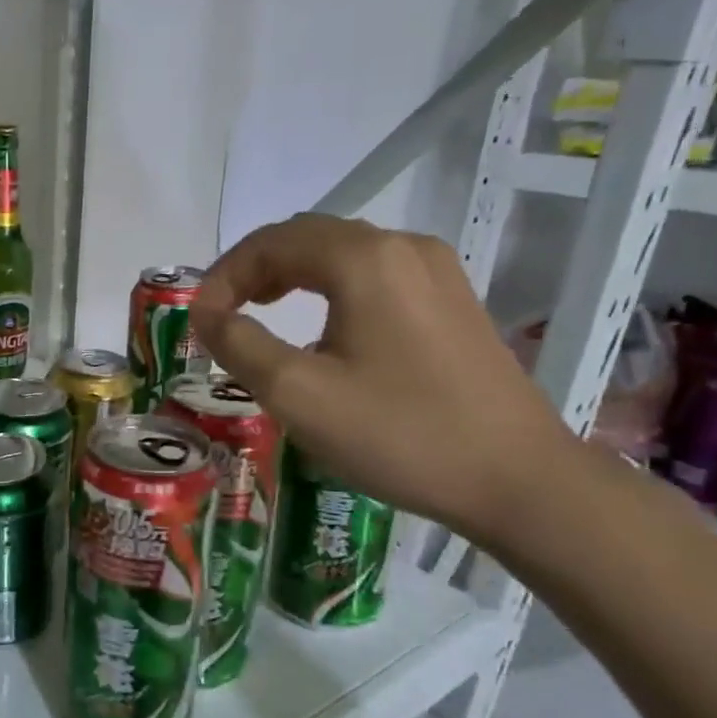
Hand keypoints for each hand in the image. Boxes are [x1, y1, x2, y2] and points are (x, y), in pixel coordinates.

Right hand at [190, 214, 582, 546]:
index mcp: (364, 259)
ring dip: (290, 275)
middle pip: (306, 237)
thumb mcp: (297, 394)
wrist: (518, 480)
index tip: (198, 320)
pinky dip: (328, 287)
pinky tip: (320, 328)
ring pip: (341, 253)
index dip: (223, 276)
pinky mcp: (452, 300)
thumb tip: (205, 313)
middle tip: (221, 314)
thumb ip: (239, 344)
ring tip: (259, 313)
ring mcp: (436, 271)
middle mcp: (403, 247)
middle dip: (253, 269)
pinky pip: (373, 274)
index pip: (271, 242)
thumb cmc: (398, 433)